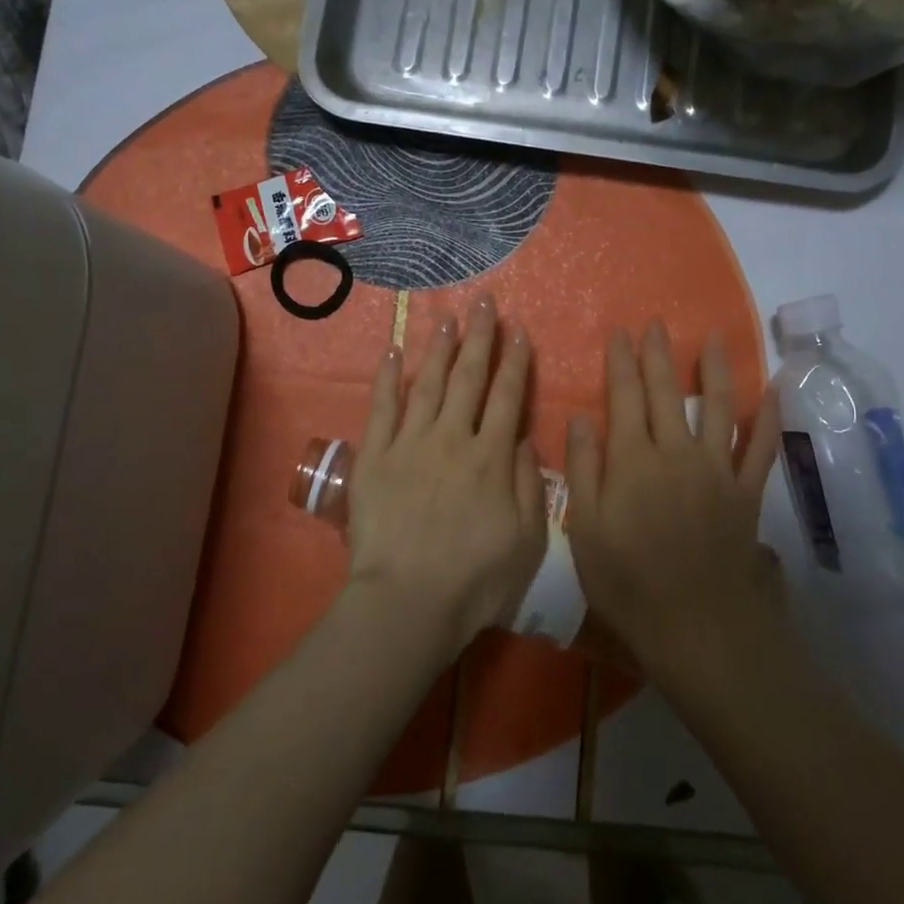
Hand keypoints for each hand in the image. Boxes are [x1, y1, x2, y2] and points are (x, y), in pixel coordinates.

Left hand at [346, 296, 547, 654]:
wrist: (408, 601)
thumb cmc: (475, 579)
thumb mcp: (527, 539)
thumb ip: (528, 483)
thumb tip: (523, 437)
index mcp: (491, 456)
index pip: (507, 396)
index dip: (515, 361)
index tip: (518, 330)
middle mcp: (453, 437)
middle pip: (469, 377)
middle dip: (480, 337)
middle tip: (485, 302)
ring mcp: (410, 443)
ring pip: (429, 383)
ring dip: (440, 347)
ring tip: (447, 316)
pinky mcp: (375, 456)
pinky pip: (382, 408)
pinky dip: (387, 378)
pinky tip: (392, 352)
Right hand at [565, 324, 782, 687]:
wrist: (700, 630)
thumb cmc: (630, 586)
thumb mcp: (587, 532)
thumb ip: (583, 470)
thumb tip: (581, 419)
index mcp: (633, 461)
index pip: (625, 397)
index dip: (622, 362)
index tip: (620, 332)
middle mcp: (677, 454)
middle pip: (667, 393)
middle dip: (659, 355)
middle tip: (656, 325)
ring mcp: (717, 472)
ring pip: (717, 407)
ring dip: (715, 369)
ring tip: (713, 337)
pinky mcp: (747, 494)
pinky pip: (761, 449)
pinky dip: (768, 419)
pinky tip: (771, 392)